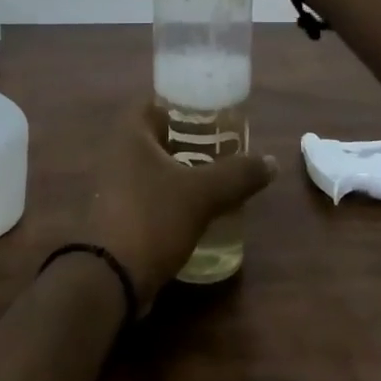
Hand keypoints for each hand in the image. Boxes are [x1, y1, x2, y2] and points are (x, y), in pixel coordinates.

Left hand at [84, 106, 275, 309]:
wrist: (110, 277)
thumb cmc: (152, 218)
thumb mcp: (202, 193)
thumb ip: (238, 174)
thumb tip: (271, 161)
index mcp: (130, 134)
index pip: (156, 102)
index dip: (185, 104)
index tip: (215, 113)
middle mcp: (117, 154)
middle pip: (158, 136)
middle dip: (190, 140)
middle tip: (226, 146)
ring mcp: (114, 186)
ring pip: (155, 168)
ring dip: (184, 171)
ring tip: (220, 176)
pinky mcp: (119, 214)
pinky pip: (151, 195)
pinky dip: (174, 196)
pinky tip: (201, 208)